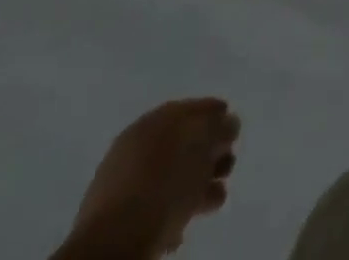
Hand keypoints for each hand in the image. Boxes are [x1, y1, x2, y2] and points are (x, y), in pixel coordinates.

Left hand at [66, 98, 238, 257]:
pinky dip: (174, 209)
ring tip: (215, 199)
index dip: (217, 115)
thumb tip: (229, 122)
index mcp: (156, 118)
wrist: (113, 242)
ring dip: (197, 184)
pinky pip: (155, 204)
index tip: (234, 131)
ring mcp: (123, 180)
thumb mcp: (203, 144)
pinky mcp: (117, 217)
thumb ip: (220, 126)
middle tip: (227, 167)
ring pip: (171, 175)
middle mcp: (137, 142)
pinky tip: (185, 223)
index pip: (193, 107)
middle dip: (209, 154)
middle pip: (183, 142)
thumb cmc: (164, 182)